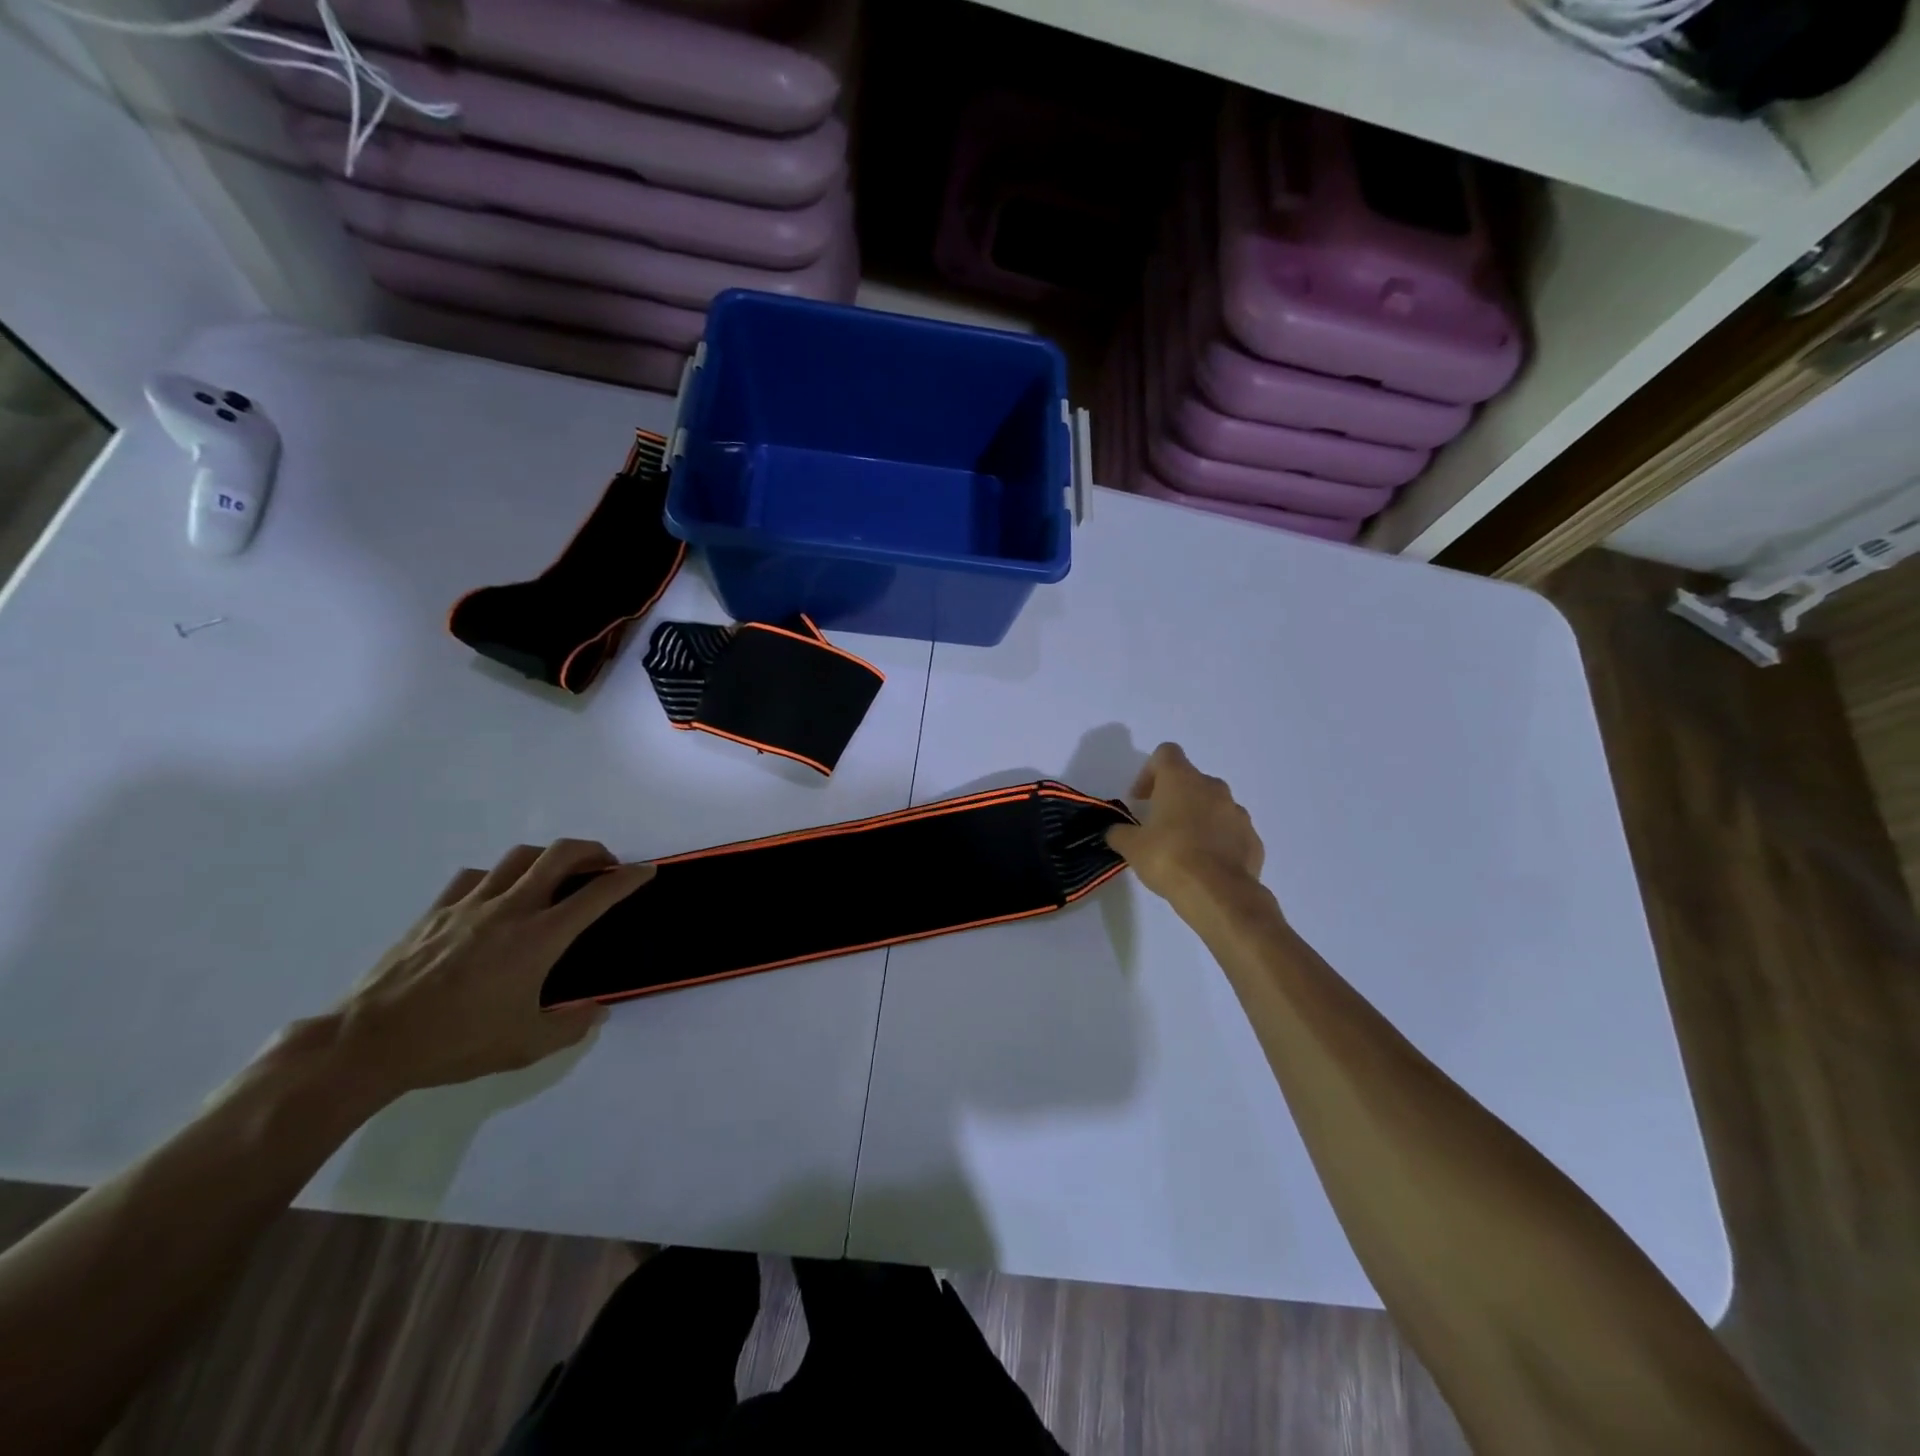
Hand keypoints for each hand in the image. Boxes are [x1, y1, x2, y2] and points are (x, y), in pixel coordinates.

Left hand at [334, 840, 655, 1097]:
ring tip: (555, 874)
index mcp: (539, 938)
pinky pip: (476, 876)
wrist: (370, 1042)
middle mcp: (511, 909)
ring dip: (548, 857)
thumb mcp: (525, 1046)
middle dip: (592, 851)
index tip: (646, 871)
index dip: (628, 879)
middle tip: (604, 865)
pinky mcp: (437, 911)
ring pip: (519, 857)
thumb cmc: (455, 1043)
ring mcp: (470, 905)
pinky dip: (500, 876)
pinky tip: (498, 894)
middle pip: (560, 855)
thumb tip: (597, 1011)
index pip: (597, 895)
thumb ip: (571, 1026)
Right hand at [1106, 743, 1264, 903]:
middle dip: (1174, 798)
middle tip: (1158, 825)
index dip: (1149, 772)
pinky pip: (1231, 832)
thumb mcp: (1132, 847)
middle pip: (1191, 780)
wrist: (1218, 894)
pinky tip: (1206, 865)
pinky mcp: (1253, 839)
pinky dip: (1218, 841)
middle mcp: (1213, 788)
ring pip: (1214, 805)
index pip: (1166, 753)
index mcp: (1182, 780)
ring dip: (1198, 818)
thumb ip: (1120, 833)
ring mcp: (1238, 813)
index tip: (1140, 799)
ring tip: (1184, 848)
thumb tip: (1115, 831)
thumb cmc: (1169, 858)